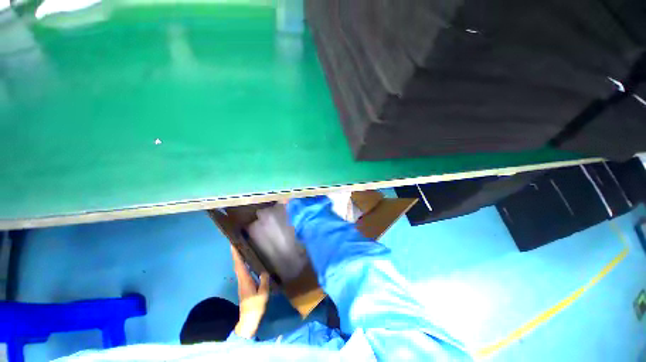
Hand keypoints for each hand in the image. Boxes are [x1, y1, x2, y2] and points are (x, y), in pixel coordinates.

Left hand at [231, 246, 269, 338]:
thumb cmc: (255, 305)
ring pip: (239, 267)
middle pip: (237, 264)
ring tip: (242, 249)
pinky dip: (242, 264)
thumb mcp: (263, 293)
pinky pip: (242, 271)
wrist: (248, 319)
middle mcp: (241, 279)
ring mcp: (242, 282)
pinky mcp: (244, 285)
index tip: (233, 245)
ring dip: (239, 258)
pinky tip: (247, 261)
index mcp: (245, 280)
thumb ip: (264, 281)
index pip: (239, 265)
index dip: (236, 255)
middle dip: (236, 254)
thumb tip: (264, 271)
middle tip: (237, 243)